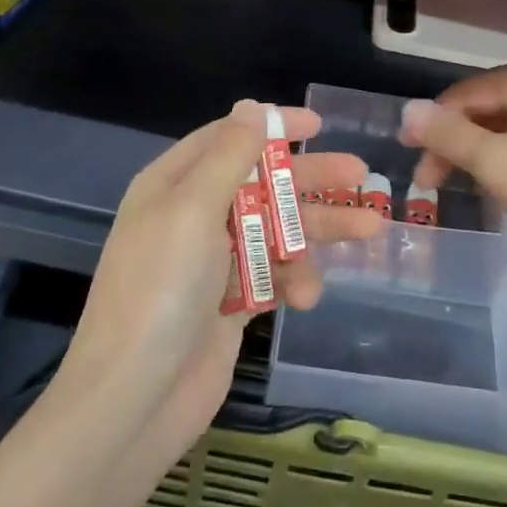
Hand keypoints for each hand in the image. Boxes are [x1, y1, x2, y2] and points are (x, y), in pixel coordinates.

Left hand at [64, 101, 380, 450]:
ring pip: (277, 231)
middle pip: (262, 184)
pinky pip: (273, 276)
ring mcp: (213, 263)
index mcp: (174, 185)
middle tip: (361, 175)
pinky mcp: (232, 304)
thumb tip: (251, 107)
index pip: (228, 139)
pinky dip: (294, 280)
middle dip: (310, 180)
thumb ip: (228, 156)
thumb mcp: (192, 209)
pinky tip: (308, 296)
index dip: (273, 127)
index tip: (319, 125)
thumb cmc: (161, 289)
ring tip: (371, 230)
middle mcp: (193, 217)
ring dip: (318, 231)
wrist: (135, 398)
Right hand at [400, 57, 506, 285]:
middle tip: (430, 183)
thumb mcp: (494, 161)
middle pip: (489, 109)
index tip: (408, 158)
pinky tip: (502, 188)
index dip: (431, 124)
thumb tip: (408, 110)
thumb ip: (446, 134)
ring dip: (480, 156)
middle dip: (456, 144)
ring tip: (463, 189)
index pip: (466, 93)